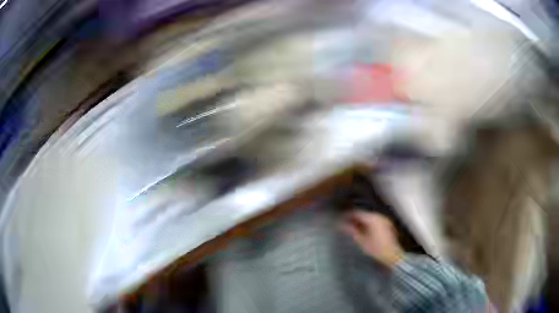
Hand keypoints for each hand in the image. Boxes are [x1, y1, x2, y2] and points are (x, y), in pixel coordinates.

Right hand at [341, 210, 403, 266]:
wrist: (393, 256)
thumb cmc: (376, 249)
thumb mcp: (362, 241)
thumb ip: (351, 231)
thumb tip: (341, 225)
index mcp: (374, 219)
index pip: (358, 213)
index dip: (348, 216)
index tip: (340, 220)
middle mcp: (380, 217)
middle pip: (364, 215)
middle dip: (354, 219)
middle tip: (345, 225)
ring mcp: (385, 221)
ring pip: (369, 218)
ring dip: (361, 222)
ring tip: (352, 229)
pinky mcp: (387, 226)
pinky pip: (375, 221)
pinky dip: (368, 224)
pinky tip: (363, 231)